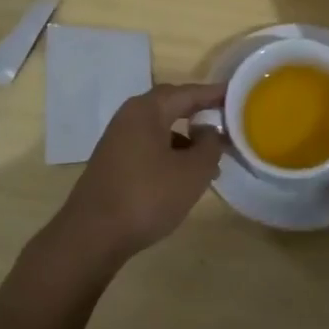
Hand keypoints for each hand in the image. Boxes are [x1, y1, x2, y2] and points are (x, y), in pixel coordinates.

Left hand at [51, 83, 224, 270]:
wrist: (90, 237)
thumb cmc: (147, 196)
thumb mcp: (192, 173)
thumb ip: (209, 146)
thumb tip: (209, 131)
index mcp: (148, 109)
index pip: (189, 92)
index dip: (215, 94)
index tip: (237, 94)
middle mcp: (130, 116)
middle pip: (172, 105)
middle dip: (200, 112)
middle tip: (225, 119)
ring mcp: (118, 139)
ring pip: (160, 128)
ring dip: (186, 139)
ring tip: (211, 160)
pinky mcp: (113, 162)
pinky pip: (149, 146)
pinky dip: (170, 153)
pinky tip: (182, 178)